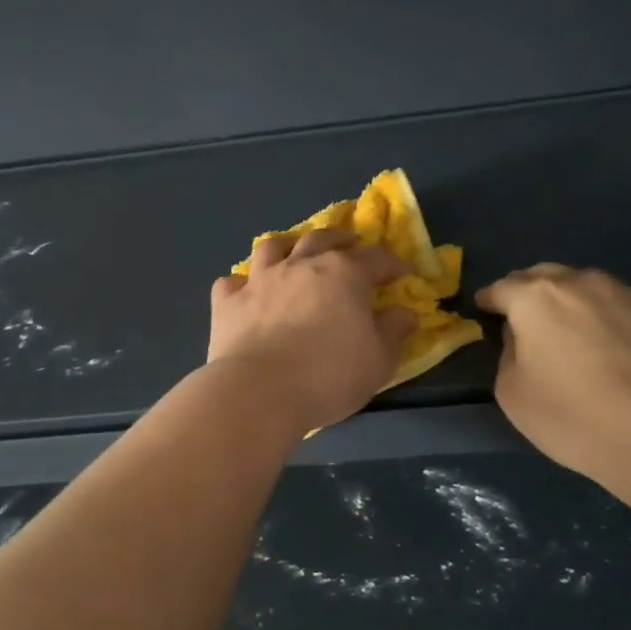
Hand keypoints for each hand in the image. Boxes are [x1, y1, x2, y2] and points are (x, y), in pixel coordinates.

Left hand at [209, 229, 417, 432]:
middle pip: (321, 238)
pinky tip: (246, 291)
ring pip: (272, 247)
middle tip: (349, 243)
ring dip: (287, 245)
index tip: (403, 273)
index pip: (375, 258)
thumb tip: (403, 313)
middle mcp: (299, 265)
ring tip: (294, 251)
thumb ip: (393, 331)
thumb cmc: (329, 375)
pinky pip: (231, 282)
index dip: (392, 264)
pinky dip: (241, 283)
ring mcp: (259, 280)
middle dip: (339, 239)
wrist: (259, 391)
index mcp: (343, 274)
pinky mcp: (227, 302)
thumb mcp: (378, 360)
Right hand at [476, 265, 630, 495]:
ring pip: (591, 287)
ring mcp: (629, 294)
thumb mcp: (512, 394)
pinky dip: (616, 318)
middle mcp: (582, 283)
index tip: (485, 308)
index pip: (502, 288)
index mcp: (536, 299)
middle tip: (529, 318)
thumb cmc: (574, 417)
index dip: (490, 299)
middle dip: (532, 291)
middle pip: (547, 276)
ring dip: (577, 302)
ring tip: (580, 332)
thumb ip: (509, 354)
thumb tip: (523, 337)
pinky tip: (623, 348)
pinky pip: (629, 306)